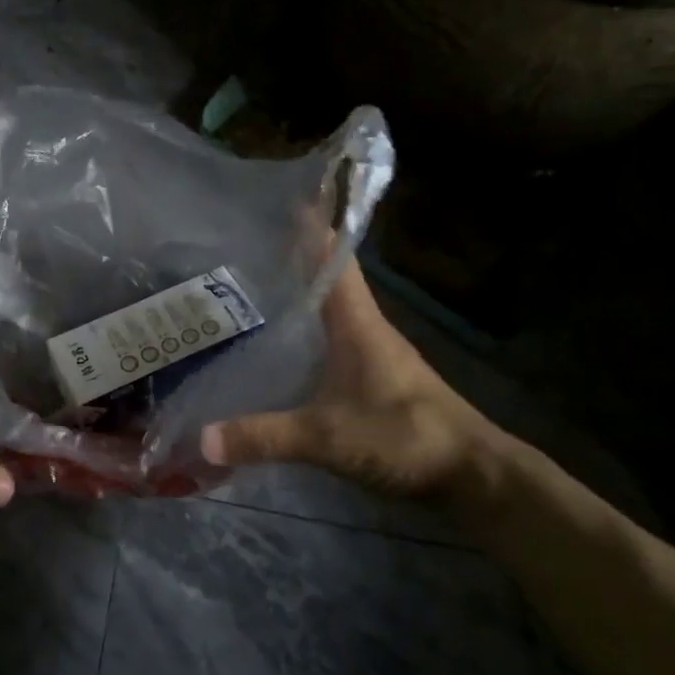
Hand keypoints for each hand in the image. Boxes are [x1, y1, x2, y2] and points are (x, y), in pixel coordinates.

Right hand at [201, 258, 512, 500]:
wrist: (472, 475)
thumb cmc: (404, 435)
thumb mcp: (327, 437)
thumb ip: (265, 436)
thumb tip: (202, 437)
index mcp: (357, 322)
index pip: (334, 258)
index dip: (312, 227)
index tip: (283, 199)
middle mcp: (365, 328)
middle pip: (326, 281)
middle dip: (291, 261)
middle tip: (244, 250)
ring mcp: (374, 355)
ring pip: (329, 314)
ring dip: (299, 300)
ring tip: (251, 295)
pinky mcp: (376, 382)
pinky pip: (332, 345)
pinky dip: (307, 337)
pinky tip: (281, 352)